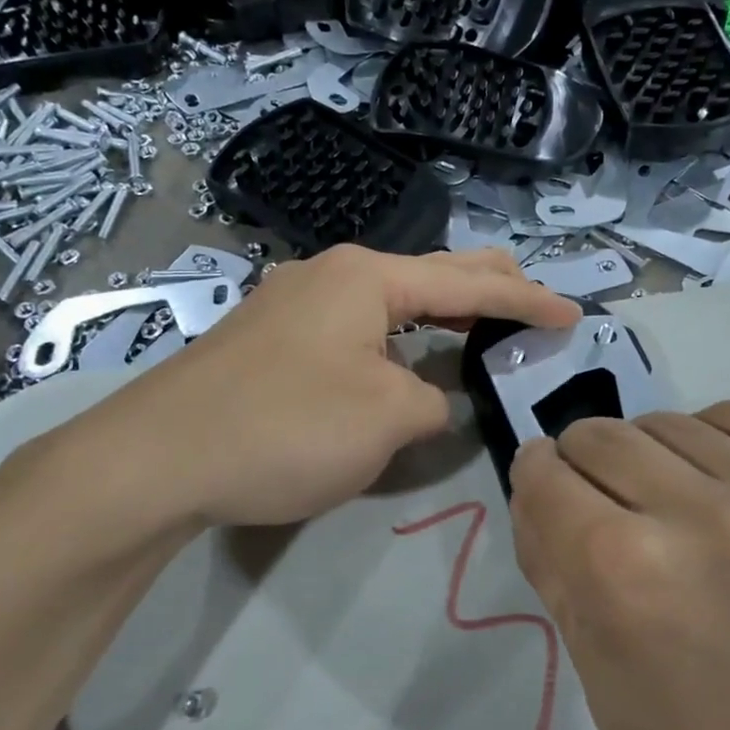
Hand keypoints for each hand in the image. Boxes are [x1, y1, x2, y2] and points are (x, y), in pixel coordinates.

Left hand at [29, 247, 578, 548]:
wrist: (157, 457)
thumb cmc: (286, 427)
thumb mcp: (386, 419)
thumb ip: (433, 403)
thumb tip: (428, 399)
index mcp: (368, 277)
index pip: (468, 284)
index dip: (526, 302)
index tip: (572, 315)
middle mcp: (332, 273)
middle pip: (429, 272)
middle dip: (486, 285)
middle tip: (531, 299)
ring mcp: (295, 301)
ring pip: (389, 298)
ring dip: (439, 310)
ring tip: (477, 320)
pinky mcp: (272, 336)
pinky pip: (356, 323)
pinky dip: (398, 333)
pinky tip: (403, 351)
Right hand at [509, 402, 729, 729]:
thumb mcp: (600, 685)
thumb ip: (554, 572)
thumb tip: (536, 488)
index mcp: (623, 574)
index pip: (543, 473)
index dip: (538, 482)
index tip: (553, 497)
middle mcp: (696, 513)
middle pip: (598, 434)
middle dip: (586, 466)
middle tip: (614, 510)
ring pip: (666, 421)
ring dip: (652, 458)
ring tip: (678, 507)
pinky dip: (715, 448)